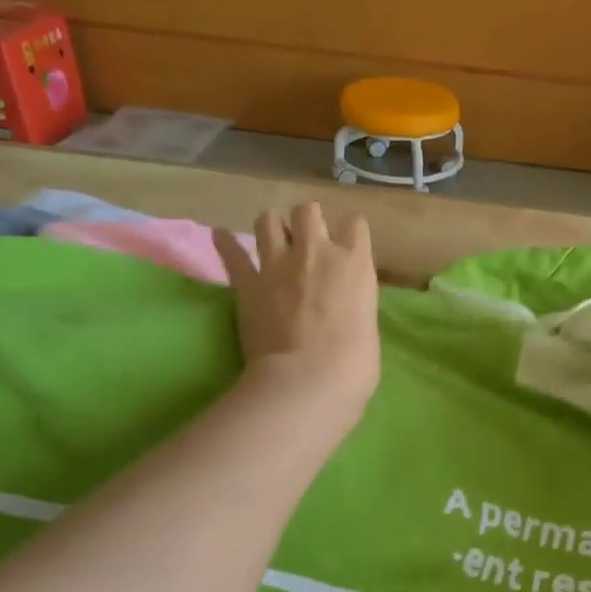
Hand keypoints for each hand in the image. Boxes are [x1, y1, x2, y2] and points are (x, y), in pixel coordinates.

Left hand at [215, 203, 379, 427]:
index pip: (355, 224)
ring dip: (272, 227)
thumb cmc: (354, 365)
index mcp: (355, 263)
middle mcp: (317, 252)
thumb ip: (355, 304)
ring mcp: (278, 264)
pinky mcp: (248, 283)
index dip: (349, 234)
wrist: (309, 380)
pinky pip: (232, 253)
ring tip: (274, 242)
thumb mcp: (368, 326)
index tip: (347, 248)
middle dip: (307, 222)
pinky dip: (226, 243)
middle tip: (307, 243)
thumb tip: (343, 308)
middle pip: (308, 211)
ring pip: (268, 219)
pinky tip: (221, 236)